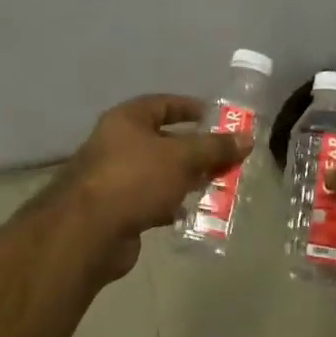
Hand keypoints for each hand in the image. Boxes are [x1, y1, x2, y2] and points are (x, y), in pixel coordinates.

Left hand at [54, 95, 247, 281]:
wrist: (89, 232)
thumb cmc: (135, 179)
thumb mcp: (182, 157)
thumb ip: (215, 147)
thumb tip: (247, 138)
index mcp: (127, 120)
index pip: (164, 104)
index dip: (192, 109)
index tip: (220, 119)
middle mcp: (117, 144)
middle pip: (164, 141)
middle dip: (196, 151)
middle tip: (227, 159)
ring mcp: (115, 178)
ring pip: (160, 173)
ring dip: (187, 179)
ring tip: (218, 187)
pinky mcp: (118, 209)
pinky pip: (152, 200)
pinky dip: (171, 204)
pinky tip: (193, 213)